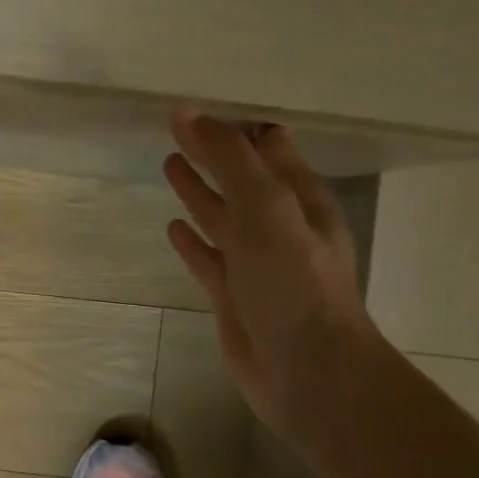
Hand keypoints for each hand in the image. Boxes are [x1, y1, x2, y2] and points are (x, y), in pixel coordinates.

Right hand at [162, 110, 376, 437]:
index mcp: (300, 198)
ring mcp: (255, 263)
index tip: (204, 106)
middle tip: (179, 128)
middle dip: (215, 153)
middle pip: (240, 178)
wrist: (307, 370)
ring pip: (222, 216)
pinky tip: (174, 226)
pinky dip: (192, 241)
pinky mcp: (233, 295)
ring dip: (199, 191)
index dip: (239, 126)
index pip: (268, 147)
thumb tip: (188, 112)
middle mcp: (279, 226)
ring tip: (171, 164)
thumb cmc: (294, 282)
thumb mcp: (266, 207)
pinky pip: (208, 258)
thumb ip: (229, 159)